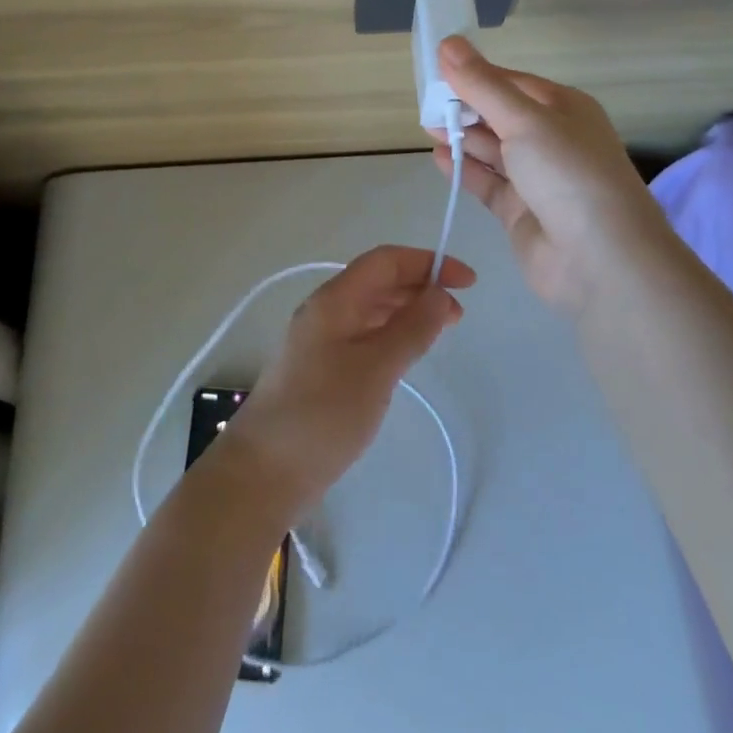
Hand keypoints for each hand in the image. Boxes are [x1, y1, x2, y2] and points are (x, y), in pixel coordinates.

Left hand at [228, 246, 473, 513]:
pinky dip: (391, 334)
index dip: (427, 263)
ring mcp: (321, 339)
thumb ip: (411, 329)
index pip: (386, 261)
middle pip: (378, 281)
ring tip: (440, 331)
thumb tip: (440, 294)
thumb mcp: (376, 370)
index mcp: (335, 299)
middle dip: (420, 286)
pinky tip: (406, 353)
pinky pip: (363, 334)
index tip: (467, 282)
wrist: (264, 471)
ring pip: (371, 308)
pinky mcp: (321, 367)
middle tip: (458, 313)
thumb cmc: (323, 414)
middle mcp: (326, 310)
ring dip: (407, 310)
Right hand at [431, 37, 671, 312]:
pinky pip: (487, 183)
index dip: (474, 74)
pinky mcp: (520, 212)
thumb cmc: (567, 173)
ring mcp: (537, 178)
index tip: (436, 69)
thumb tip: (448, 43)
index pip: (511, 82)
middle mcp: (552, 140)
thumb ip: (482, 85)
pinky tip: (438, 157)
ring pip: (492, 149)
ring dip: (462, 137)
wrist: (602, 261)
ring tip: (426, 126)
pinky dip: (464, 169)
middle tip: (425, 101)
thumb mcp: (524, 119)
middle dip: (466, 107)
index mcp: (563, 108)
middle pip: (500, 115)